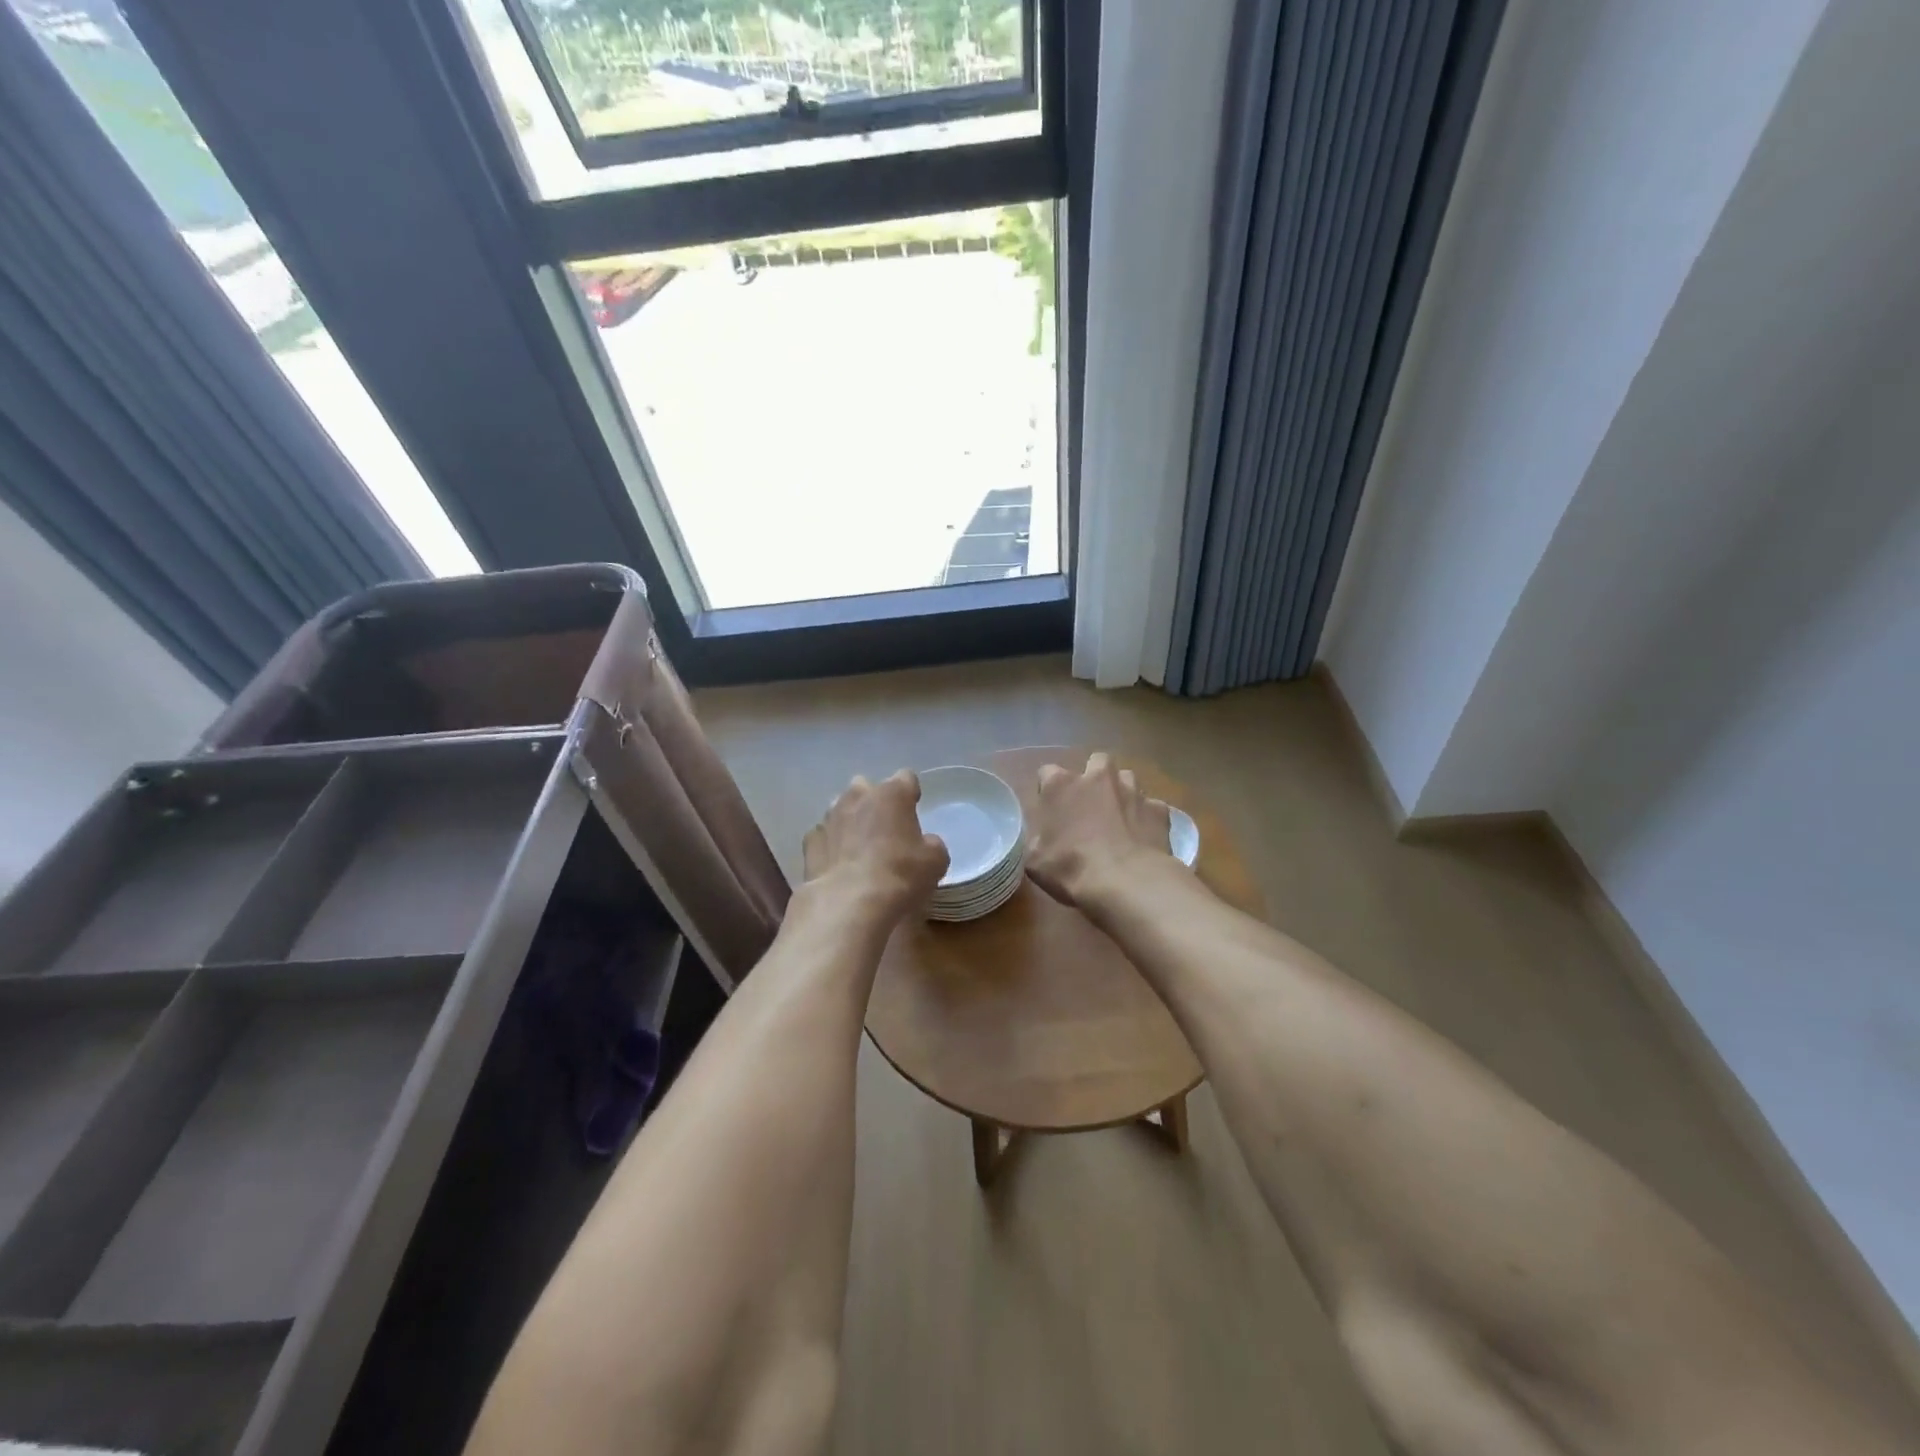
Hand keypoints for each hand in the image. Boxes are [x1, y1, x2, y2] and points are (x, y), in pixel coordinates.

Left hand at [804, 770, 949, 921]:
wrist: (849, 904)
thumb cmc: (900, 875)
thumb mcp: (935, 861)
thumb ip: (931, 844)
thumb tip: (924, 843)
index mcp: (892, 794)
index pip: (906, 778)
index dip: (910, 794)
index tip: (913, 810)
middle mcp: (858, 797)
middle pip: (867, 788)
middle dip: (874, 803)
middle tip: (885, 830)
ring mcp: (829, 818)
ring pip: (840, 809)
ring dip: (850, 822)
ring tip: (859, 849)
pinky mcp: (809, 843)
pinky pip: (822, 836)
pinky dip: (830, 846)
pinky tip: (838, 865)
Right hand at [1025, 752, 1173, 909]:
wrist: (1127, 882)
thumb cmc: (1071, 868)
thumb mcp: (1035, 860)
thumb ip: (1036, 838)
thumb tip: (1042, 837)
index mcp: (1061, 785)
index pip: (1047, 772)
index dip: (1048, 790)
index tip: (1050, 809)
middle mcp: (1097, 778)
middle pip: (1096, 762)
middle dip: (1094, 777)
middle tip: (1090, 803)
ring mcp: (1132, 790)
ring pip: (1127, 779)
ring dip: (1121, 793)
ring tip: (1119, 818)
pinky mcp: (1158, 809)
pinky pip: (1150, 806)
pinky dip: (1146, 817)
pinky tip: (1143, 836)